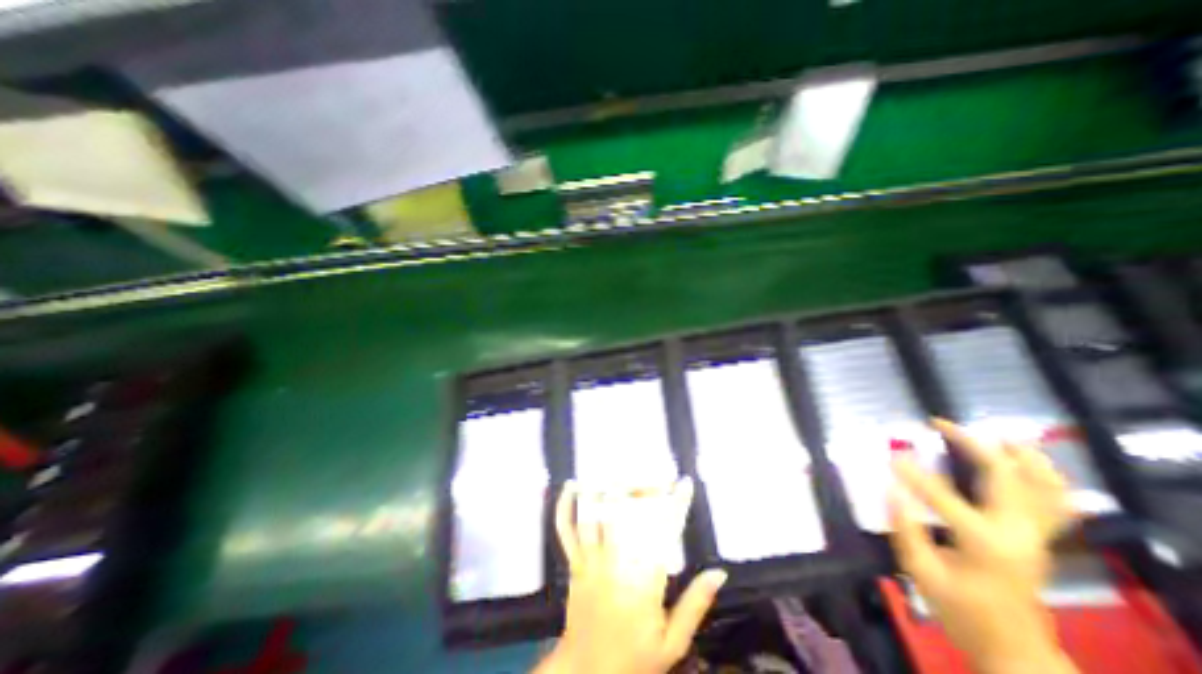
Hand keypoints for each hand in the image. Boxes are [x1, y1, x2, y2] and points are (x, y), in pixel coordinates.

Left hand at [532, 478, 721, 672]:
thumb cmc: (634, 659)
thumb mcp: (673, 643)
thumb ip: (695, 605)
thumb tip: (719, 572)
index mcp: (644, 585)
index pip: (663, 535)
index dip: (675, 505)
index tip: (683, 484)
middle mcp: (615, 566)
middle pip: (625, 515)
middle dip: (638, 489)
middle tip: (652, 477)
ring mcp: (590, 562)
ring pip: (594, 517)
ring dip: (604, 489)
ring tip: (616, 471)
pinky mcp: (573, 564)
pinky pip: (566, 532)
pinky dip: (565, 508)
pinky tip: (570, 486)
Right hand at [890, 415, 1080, 673]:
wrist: (1015, 651)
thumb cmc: (960, 611)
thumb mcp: (921, 573)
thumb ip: (905, 528)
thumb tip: (890, 489)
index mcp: (984, 543)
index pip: (942, 496)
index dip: (912, 473)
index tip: (890, 454)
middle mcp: (1017, 534)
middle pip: (1003, 476)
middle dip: (971, 443)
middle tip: (940, 423)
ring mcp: (1036, 537)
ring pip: (1042, 486)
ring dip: (1021, 456)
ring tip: (997, 433)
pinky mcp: (1040, 540)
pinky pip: (1054, 503)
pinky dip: (1046, 479)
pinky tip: (1029, 463)